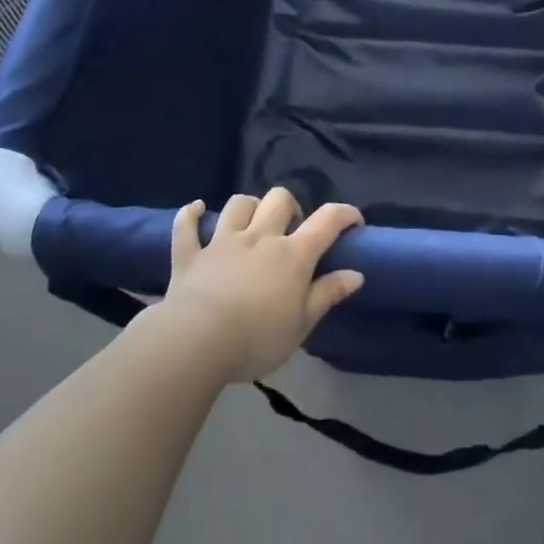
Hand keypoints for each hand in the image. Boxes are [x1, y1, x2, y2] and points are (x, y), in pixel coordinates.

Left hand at [160, 187, 364, 382]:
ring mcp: (222, 242)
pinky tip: (197, 210)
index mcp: (292, 255)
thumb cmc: (256, 339)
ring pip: (239, 204)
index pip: (327, 221)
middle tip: (291, 230)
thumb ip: (328, 294)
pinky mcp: (189, 255)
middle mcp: (260, 237)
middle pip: (279, 199)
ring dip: (249, 207)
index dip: (344, 214)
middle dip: (290, 206)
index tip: (354, 221)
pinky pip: (187, 225)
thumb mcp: (301, 325)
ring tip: (252, 223)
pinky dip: (191, 215)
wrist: (195, 343)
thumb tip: (356, 274)